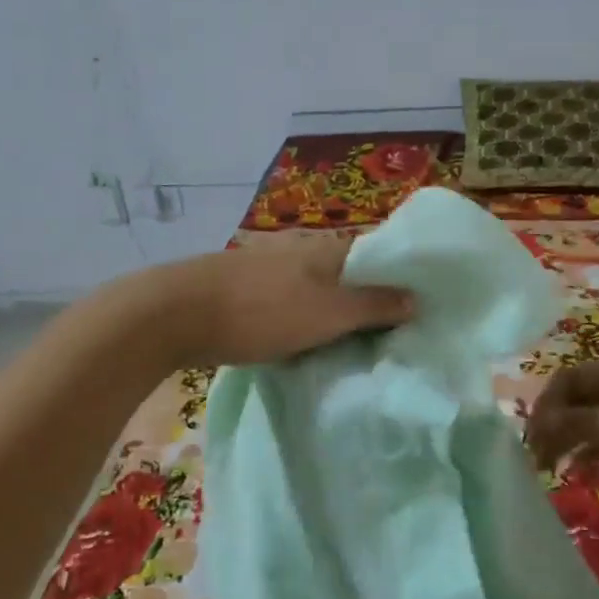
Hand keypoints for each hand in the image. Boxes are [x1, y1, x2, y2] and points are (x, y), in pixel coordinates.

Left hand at [145, 238, 416, 367]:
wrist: (175, 314)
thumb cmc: (262, 311)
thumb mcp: (328, 313)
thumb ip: (373, 305)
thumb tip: (417, 298)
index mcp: (329, 251)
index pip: (380, 255)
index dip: (403, 279)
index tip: (423, 309)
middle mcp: (305, 253)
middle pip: (352, 276)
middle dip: (373, 302)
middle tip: (396, 336)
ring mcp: (274, 271)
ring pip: (321, 292)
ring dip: (340, 315)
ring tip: (359, 346)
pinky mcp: (250, 293)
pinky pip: (295, 306)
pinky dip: (310, 323)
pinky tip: (312, 345)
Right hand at [525, 355, 598, 517]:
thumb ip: (593, 424)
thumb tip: (540, 423)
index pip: (573, 377)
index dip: (548, 403)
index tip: (530, 438)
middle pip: (583, 398)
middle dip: (556, 423)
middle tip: (535, 459)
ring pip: (598, 420)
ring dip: (573, 439)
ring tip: (551, 469)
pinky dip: (597, 452)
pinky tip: (581, 471)